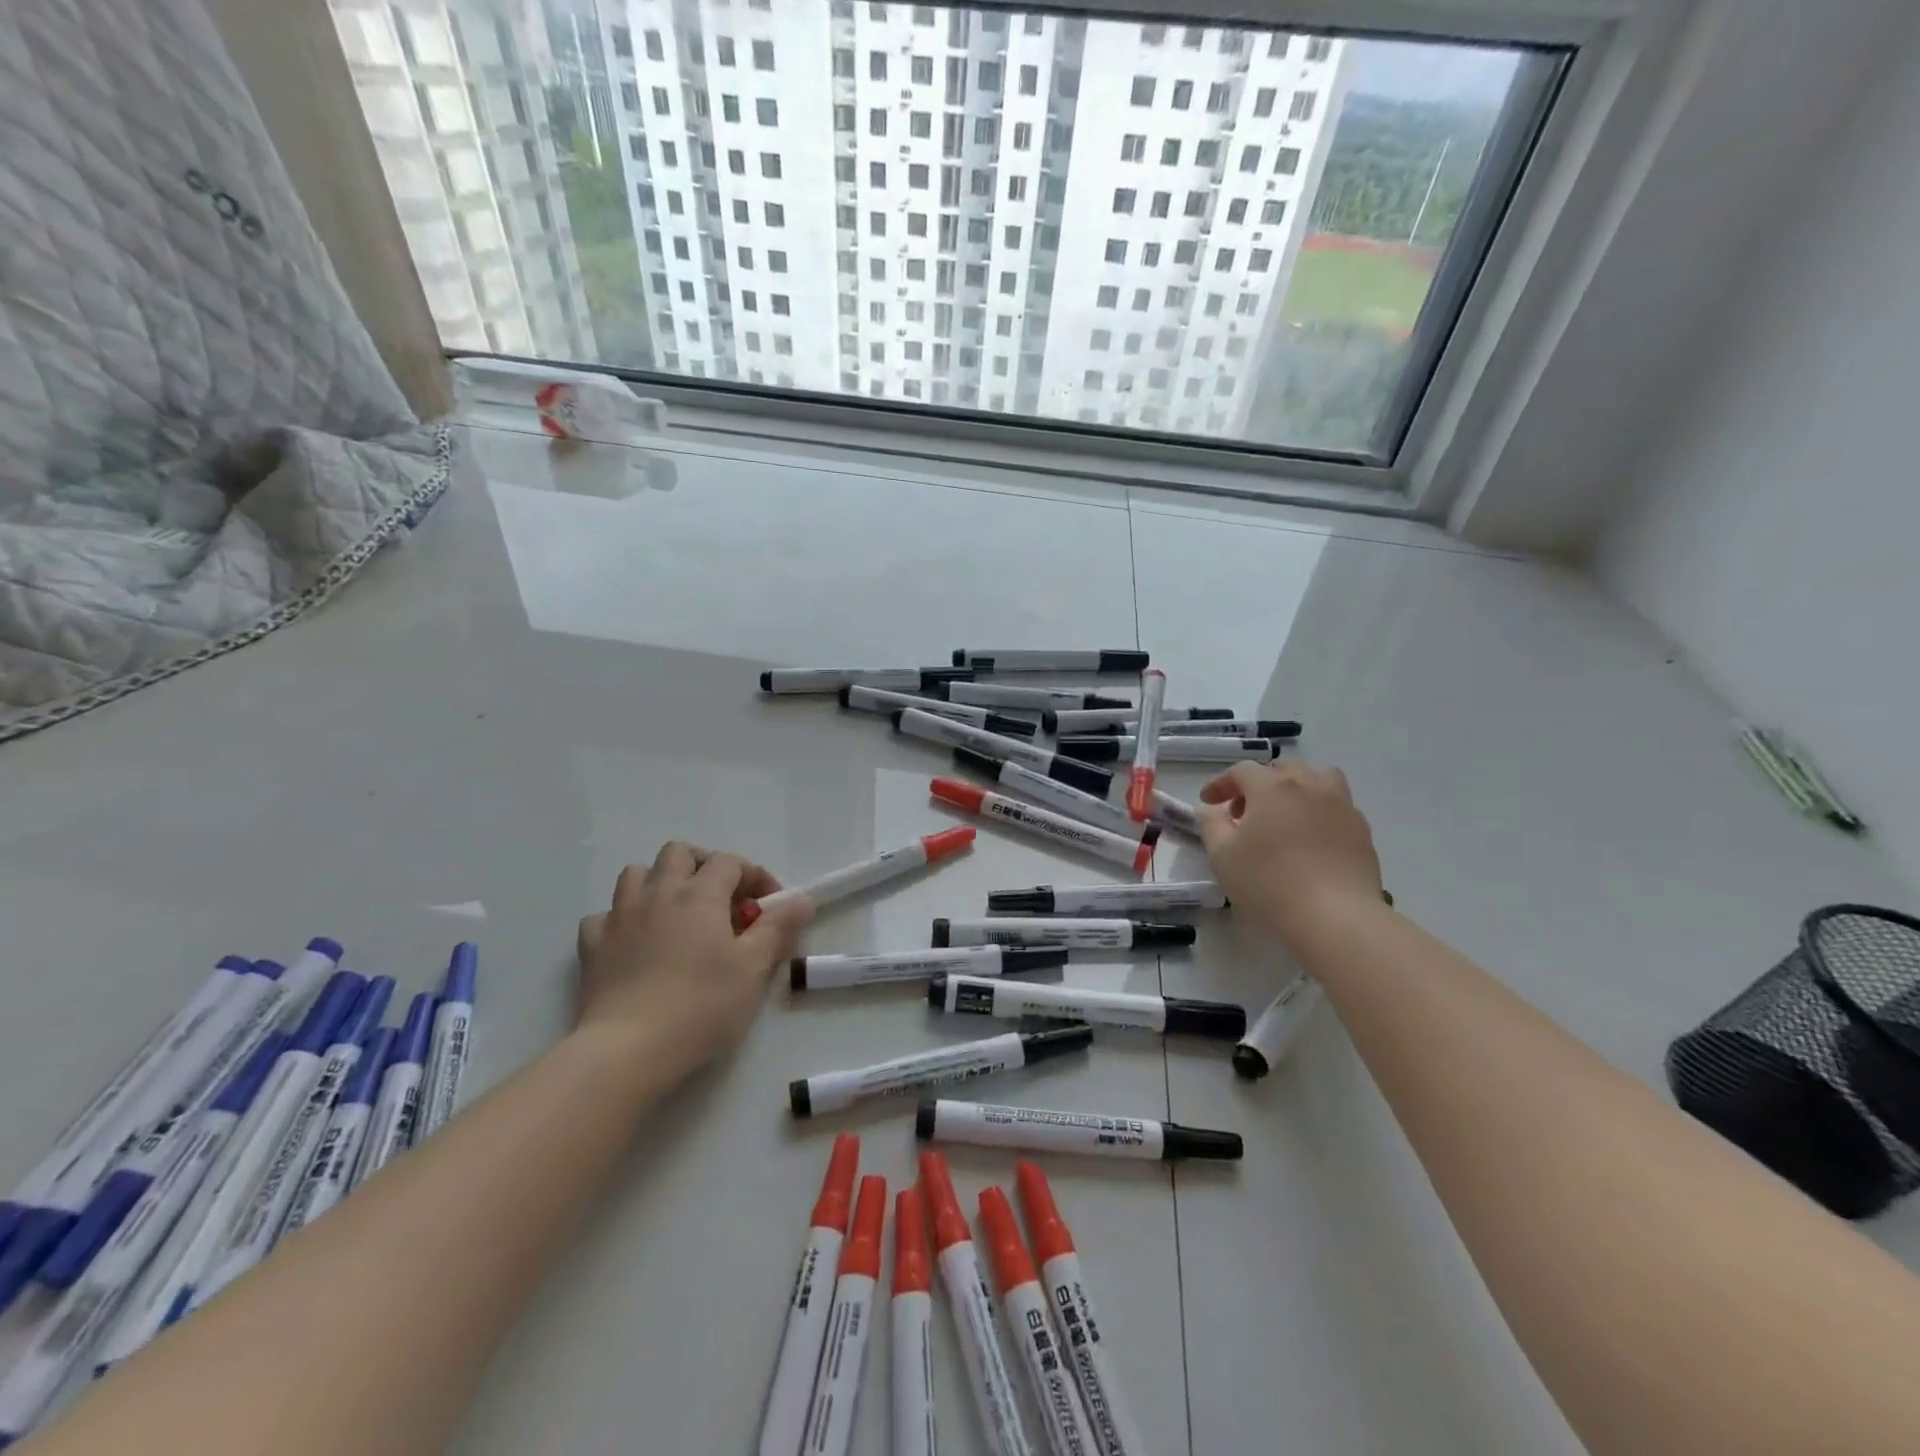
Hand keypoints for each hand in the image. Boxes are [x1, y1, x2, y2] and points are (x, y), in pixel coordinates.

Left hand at [575, 843, 812, 1075]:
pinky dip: (622, 919)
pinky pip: (605, 915)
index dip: (753, 875)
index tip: (769, 906)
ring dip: (660, 882)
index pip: (730, 862)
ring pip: (637, 874)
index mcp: (700, 895)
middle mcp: (658, 893)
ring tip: (677, 912)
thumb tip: (802, 898)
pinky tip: (635, 941)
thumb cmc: (701, 1006)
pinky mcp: (592, 947)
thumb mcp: (753, 969)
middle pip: (679, 853)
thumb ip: (778, 928)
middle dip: (704, 865)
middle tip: (722, 899)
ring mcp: (619, 917)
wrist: (627, 1049)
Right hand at [1199, 763, 1383, 946]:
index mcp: (1272, 787)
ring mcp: (1342, 806)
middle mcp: (1310, 786)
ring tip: (1286, 817)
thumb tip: (1213, 809)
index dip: (1221, 784)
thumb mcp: (1222, 855)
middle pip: (1281, 771)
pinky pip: (1337, 807)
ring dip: (1297, 790)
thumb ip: (1212, 824)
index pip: (1241, 771)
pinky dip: (1320, 813)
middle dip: (1259, 786)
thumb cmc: (1268, 882)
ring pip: (1319, 781)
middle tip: (1245, 813)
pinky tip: (1311, 840)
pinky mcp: (1362, 831)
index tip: (1208, 802)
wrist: (1335, 917)